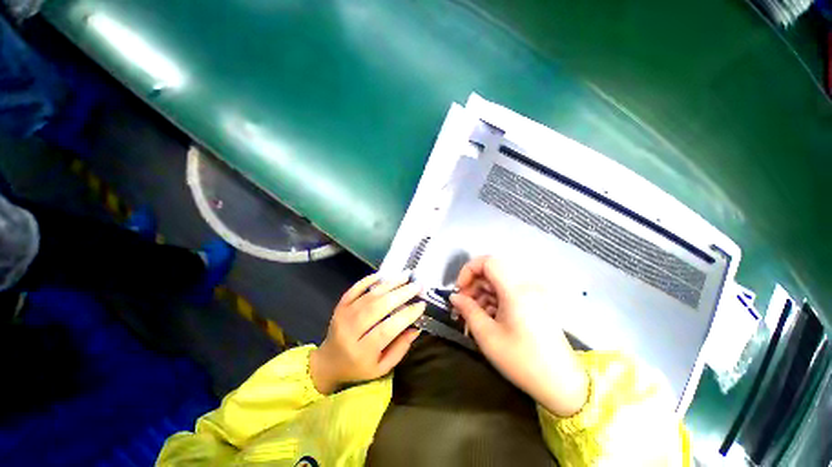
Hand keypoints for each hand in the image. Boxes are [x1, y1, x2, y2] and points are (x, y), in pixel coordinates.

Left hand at [310, 273, 424, 394]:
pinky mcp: (339, 306)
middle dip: (400, 294)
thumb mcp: (382, 368)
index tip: (421, 305)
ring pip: (369, 296)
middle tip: (417, 286)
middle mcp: (350, 332)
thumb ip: (400, 349)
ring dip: (389, 284)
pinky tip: (382, 275)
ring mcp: (343, 316)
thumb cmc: (358, 367)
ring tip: (406, 276)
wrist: (328, 362)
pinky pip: (354, 289)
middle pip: (377, 308)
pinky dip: (368, 280)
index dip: (406, 316)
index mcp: (362, 352)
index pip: (387, 329)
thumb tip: (416, 327)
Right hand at [450, 256, 588, 416]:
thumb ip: (468, 310)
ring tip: (474, 315)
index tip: (460, 290)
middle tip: (464, 306)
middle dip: (474, 284)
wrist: (562, 383)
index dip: (469, 270)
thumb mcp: (487, 335)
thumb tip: (454, 296)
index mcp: (515, 289)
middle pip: (492, 271)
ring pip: (499, 281)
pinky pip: (509, 291)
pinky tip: (489, 318)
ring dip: (483, 293)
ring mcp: (533, 293)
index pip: (488, 261)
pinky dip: (494, 299)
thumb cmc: (522, 360)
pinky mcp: (535, 302)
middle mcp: (526, 285)